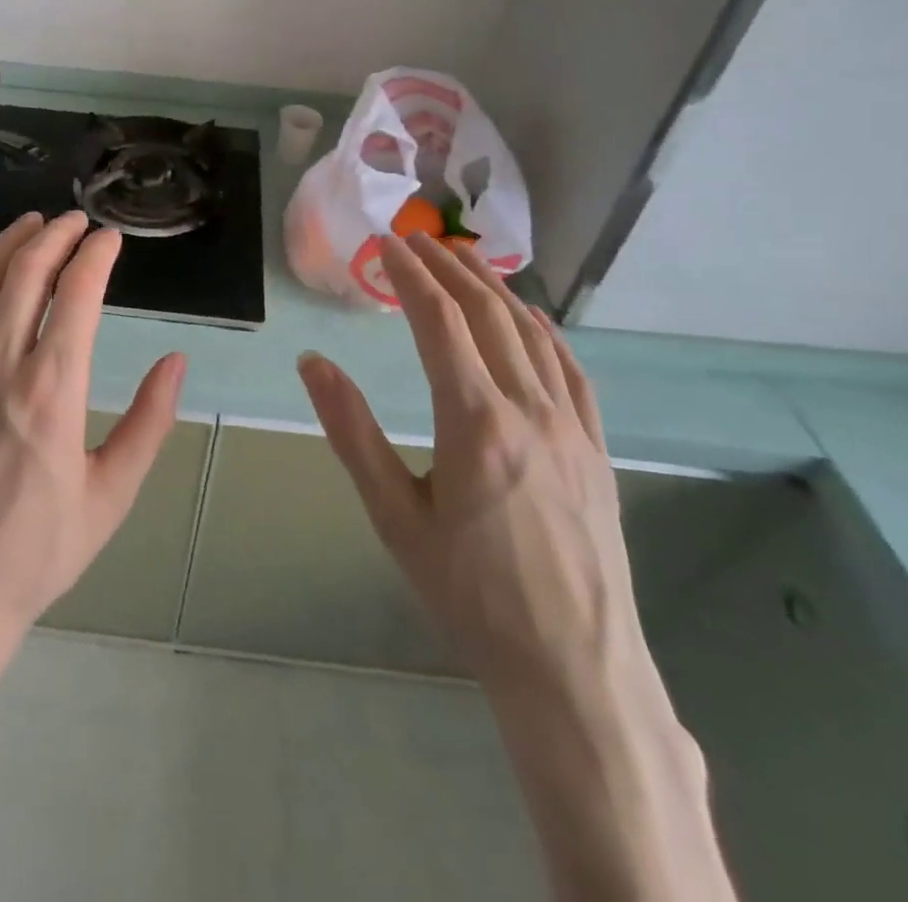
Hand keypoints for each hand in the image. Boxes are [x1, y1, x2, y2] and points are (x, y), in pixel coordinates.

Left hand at [0, 210, 186, 642]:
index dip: (96, 255)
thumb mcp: (110, 495)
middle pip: (26, 273)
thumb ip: (148, 422)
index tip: (110, 238)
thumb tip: (175, 362)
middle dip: (54, 235)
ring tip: (30, 223)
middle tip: (75, 220)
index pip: (77, 293)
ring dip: (8, 245)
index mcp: (52, 388)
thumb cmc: (35, 553)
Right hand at [298, 232, 635, 697]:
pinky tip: (531, 317)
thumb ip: (351, 431)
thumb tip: (312, 362)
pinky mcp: (595, 449)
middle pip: (487, 314)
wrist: (573, 668)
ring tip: (464, 257)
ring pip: (531, 333)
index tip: (385, 244)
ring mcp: (571, 426)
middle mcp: (529, 409)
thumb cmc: (469, 594)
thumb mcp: (394, 515)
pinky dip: (545, 330)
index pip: (439, 321)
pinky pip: (570, 370)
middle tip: (416, 238)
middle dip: (448, 267)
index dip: (409, 275)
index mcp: (475, 422)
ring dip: (494, 287)